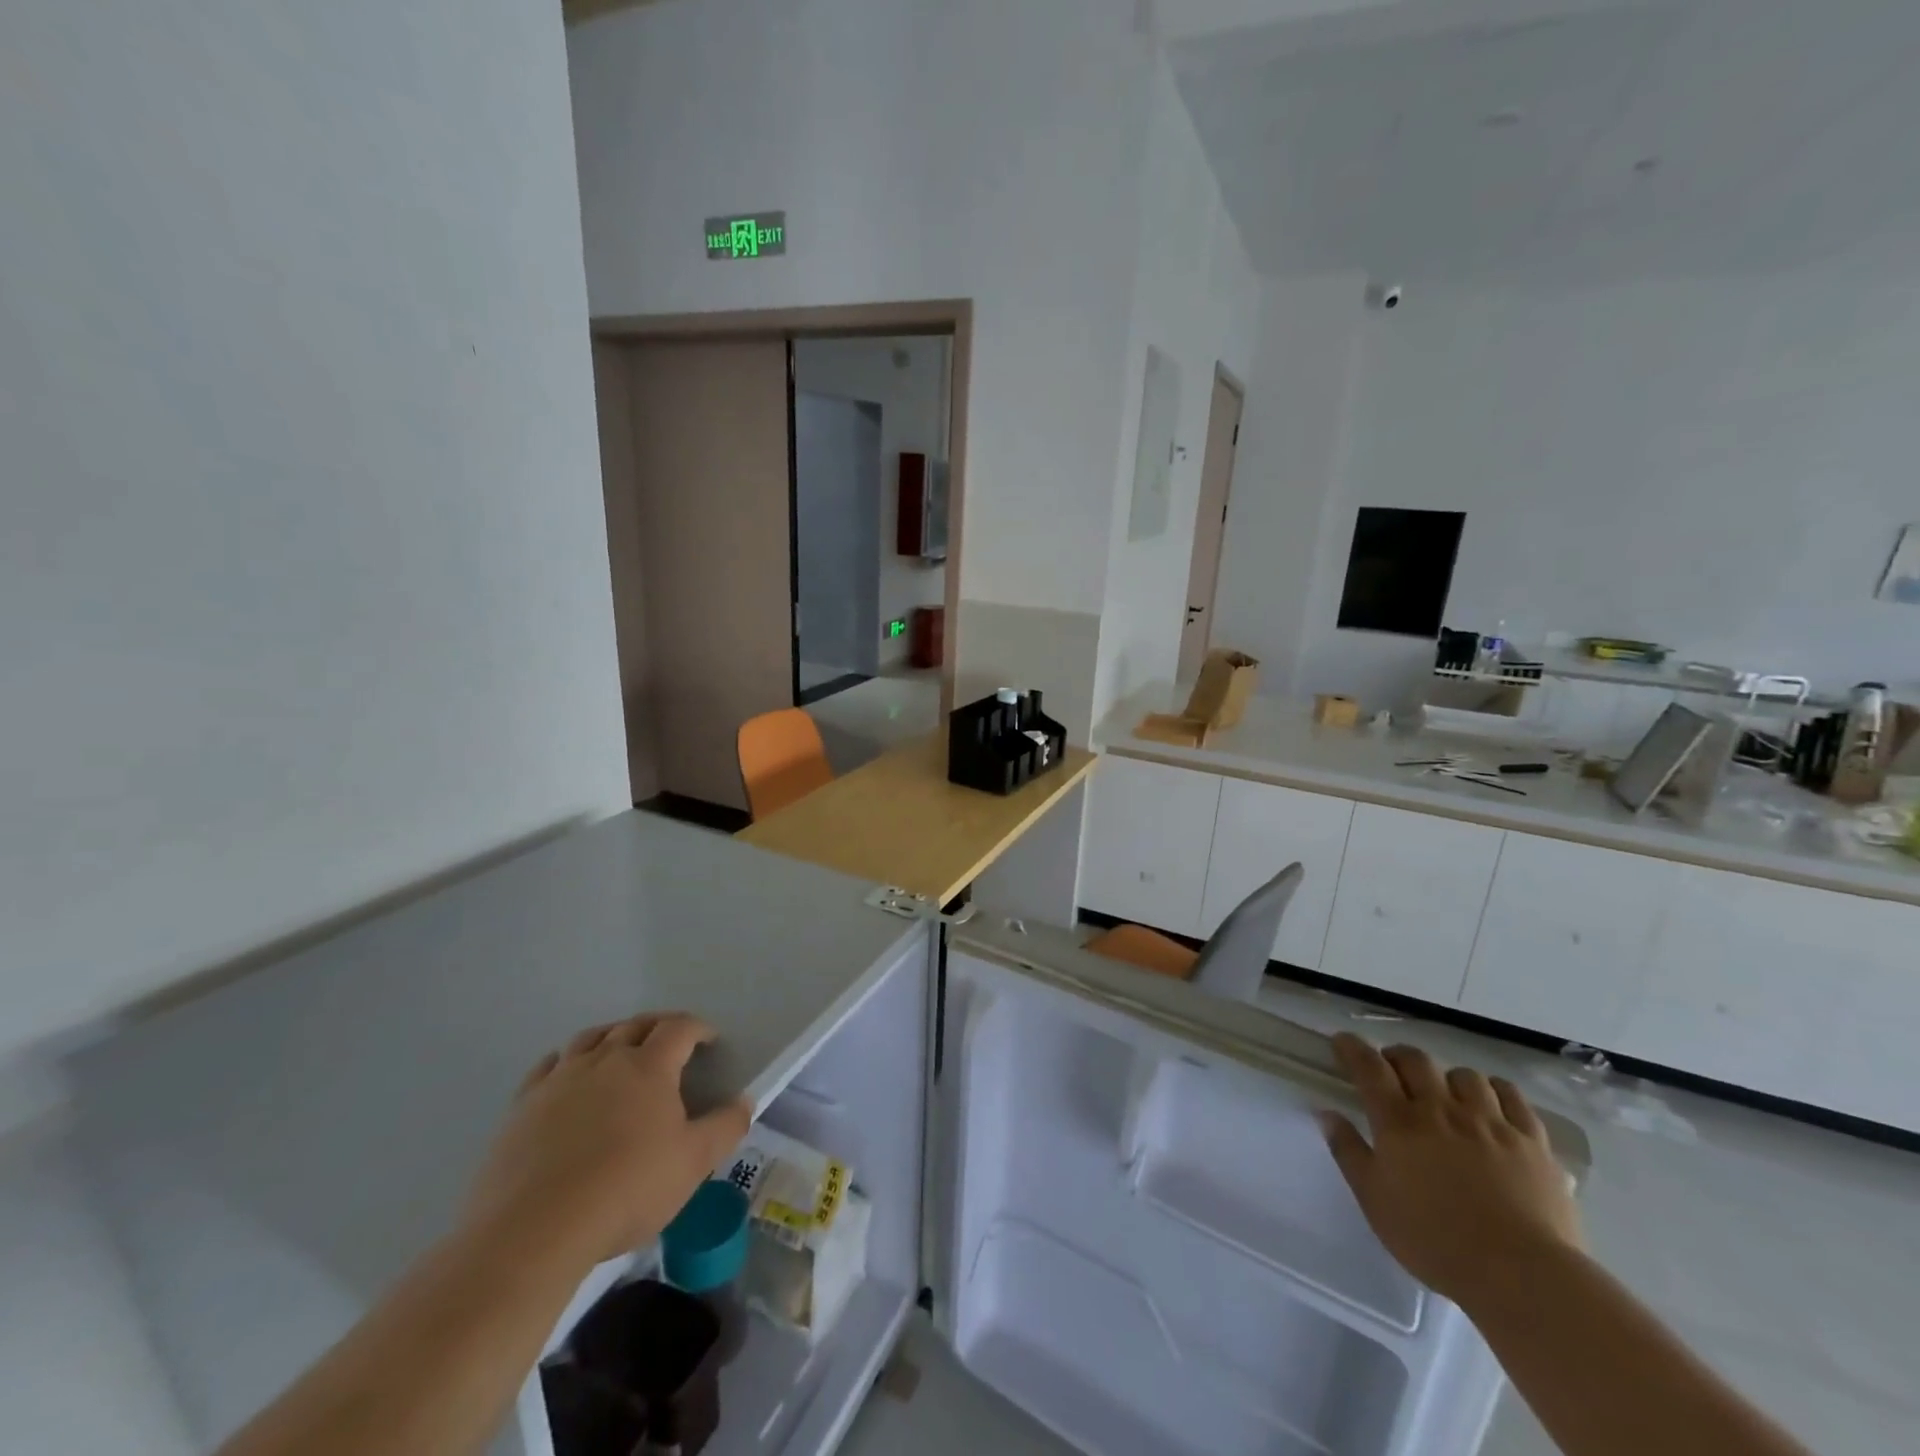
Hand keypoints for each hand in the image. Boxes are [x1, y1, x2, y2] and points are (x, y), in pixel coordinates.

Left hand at [464, 1013, 752, 1273]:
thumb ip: (725, 1127)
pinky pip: (549, 1065)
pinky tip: (568, 1075)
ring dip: (613, 1036)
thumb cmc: (627, 1189)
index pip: (679, 1028)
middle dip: (658, 1026)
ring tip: (620, 1050)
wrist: (534, 1230)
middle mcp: (606, 1059)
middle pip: (635, 1025)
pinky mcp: (523, 1104)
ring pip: (591, 1038)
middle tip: (670, 1042)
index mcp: (649, 1066)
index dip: (698, 1028)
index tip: (709, 1040)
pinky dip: (566, 1060)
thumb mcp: (693, 1163)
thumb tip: (745, 1101)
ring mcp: (561, 1078)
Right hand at [1321, 1033, 1582, 1308]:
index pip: (1369, 1068)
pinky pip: (1512, 1097)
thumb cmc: (1435, 1240)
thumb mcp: (1374, 1201)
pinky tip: (1492, 1103)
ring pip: (1464, 1075)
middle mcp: (1442, 1110)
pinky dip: (1495, 1091)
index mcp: (1400, 1122)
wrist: (1521, 1275)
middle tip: (1391, 1069)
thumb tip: (1326, 1113)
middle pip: (1416, 1060)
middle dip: (1398, 1057)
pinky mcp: (1532, 1142)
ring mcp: (1490, 1122)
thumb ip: (1348, 1152)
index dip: (1352, 1049)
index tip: (1342, 1041)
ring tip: (1445, 1093)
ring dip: (1447, 1077)